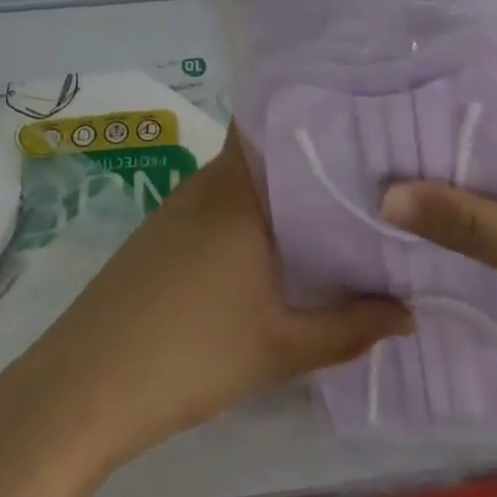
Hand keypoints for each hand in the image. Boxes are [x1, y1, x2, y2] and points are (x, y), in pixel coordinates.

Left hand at [1, 130, 412, 468]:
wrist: (87, 382)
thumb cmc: (192, 354)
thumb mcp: (280, 347)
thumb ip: (350, 327)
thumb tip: (408, 312)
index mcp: (238, 190)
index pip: (274, 123)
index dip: (314, 114)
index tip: (360, 121)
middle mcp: (207, 182)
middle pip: (263, 151)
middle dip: (309, 159)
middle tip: (366, 174)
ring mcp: (179, 205)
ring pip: (239, 180)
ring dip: (278, 190)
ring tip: (335, 207)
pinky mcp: (161, 231)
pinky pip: (217, 204)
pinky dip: (248, 213)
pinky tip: (275, 245)